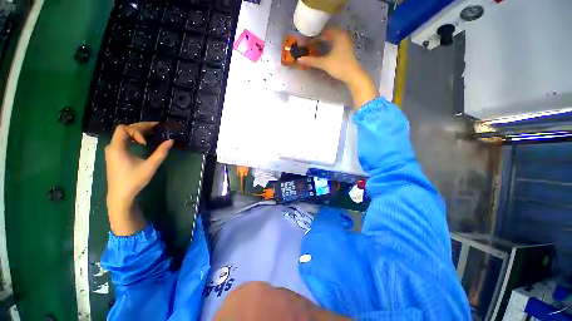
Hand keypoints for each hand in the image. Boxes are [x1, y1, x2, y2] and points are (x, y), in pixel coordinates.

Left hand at [105, 122, 172, 234]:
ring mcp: (112, 151)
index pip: (124, 129)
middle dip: (140, 127)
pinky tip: (143, 142)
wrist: (120, 195)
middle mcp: (112, 147)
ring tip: (151, 133)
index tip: (146, 142)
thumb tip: (171, 141)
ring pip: (123, 135)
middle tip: (156, 127)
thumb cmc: (134, 181)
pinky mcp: (115, 155)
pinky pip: (123, 141)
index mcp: (117, 148)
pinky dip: (133, 138)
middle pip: (124, 130)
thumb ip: (161, 152)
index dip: (137, 131)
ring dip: (137, 132)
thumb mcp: (150, 166)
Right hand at [299, 27, 377, 108]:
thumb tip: (299, 59)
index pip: (322, 31)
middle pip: (326, 34)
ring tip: (311, 47)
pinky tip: (321, 51)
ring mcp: (344, 42)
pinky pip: (333, 43)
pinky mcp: (345, 49)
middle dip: (315, 39)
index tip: (303, 41)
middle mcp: (342, 35)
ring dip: (321, 42)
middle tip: (306, 44)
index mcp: (337, 35)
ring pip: (330, 39)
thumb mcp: (324, 63)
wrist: (353, 75)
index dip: (311, 36)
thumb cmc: (339, 67)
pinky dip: (326, 46)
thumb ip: (312, 60)